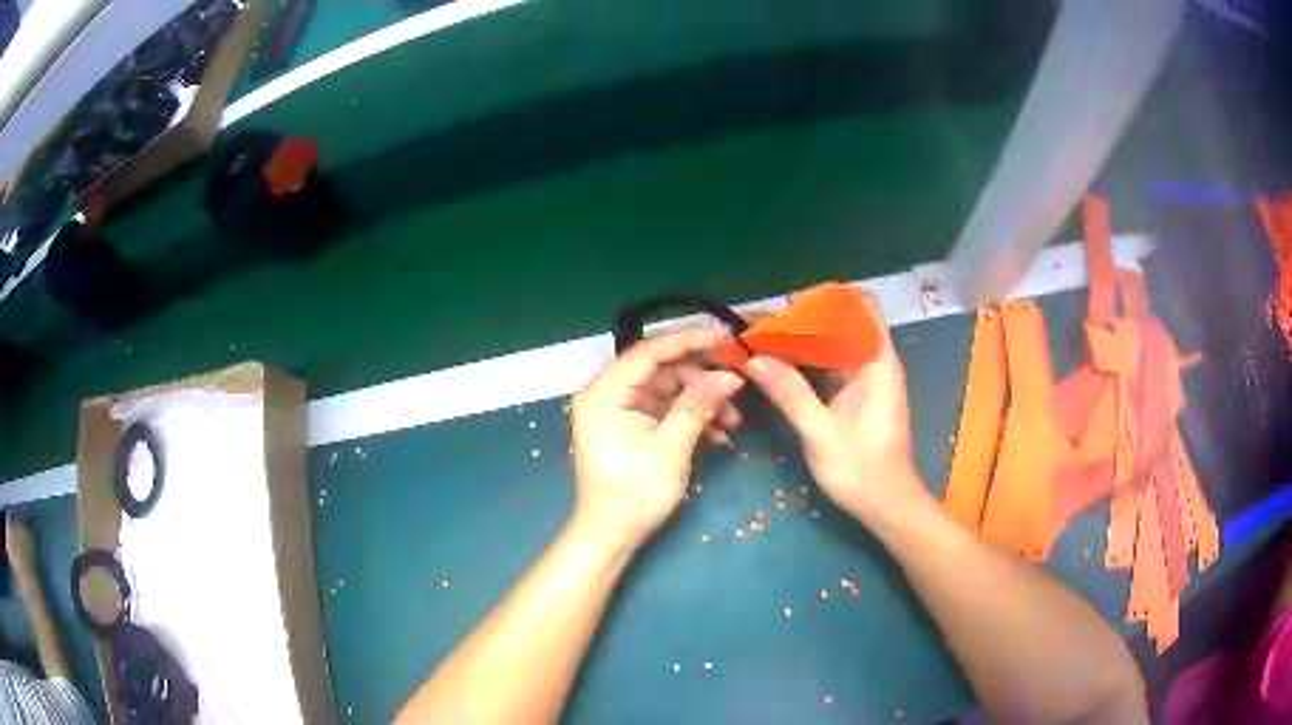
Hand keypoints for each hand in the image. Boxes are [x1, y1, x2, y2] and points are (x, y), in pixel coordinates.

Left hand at [570, 329, 744, 548]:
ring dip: (702, 399)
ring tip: (734, 420)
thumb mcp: (670, 448)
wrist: (612, 534)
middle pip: (661, 368)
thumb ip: (698, 406)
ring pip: (669, 387)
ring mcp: (621, 408)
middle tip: (738, 378)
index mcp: (605, 393)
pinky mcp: (634, 423)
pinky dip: (692, 415)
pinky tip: (719, 434)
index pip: (648, 352)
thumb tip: (731, 376)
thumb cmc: (633, 495)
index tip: (726, 337)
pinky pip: (667, 407)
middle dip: (701, 375)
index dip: (688, 340)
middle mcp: (609, 393)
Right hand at [745, 296, 925, 520]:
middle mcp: (875, 363)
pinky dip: (808, 361)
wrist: (887, 507)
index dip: (829, 298)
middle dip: (805, 318)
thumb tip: (754, 359)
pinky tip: (779, 366)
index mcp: (877, 363)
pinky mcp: (857, 396)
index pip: (862, 307)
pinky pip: (831, 365)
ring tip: (764, 341)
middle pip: (844, 322)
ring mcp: (866, 379)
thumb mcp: (821, 434)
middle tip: (764, 326)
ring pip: (835, 344)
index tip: (790, 306)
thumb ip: (790, 394)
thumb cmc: (862, 471)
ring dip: (803, 340)